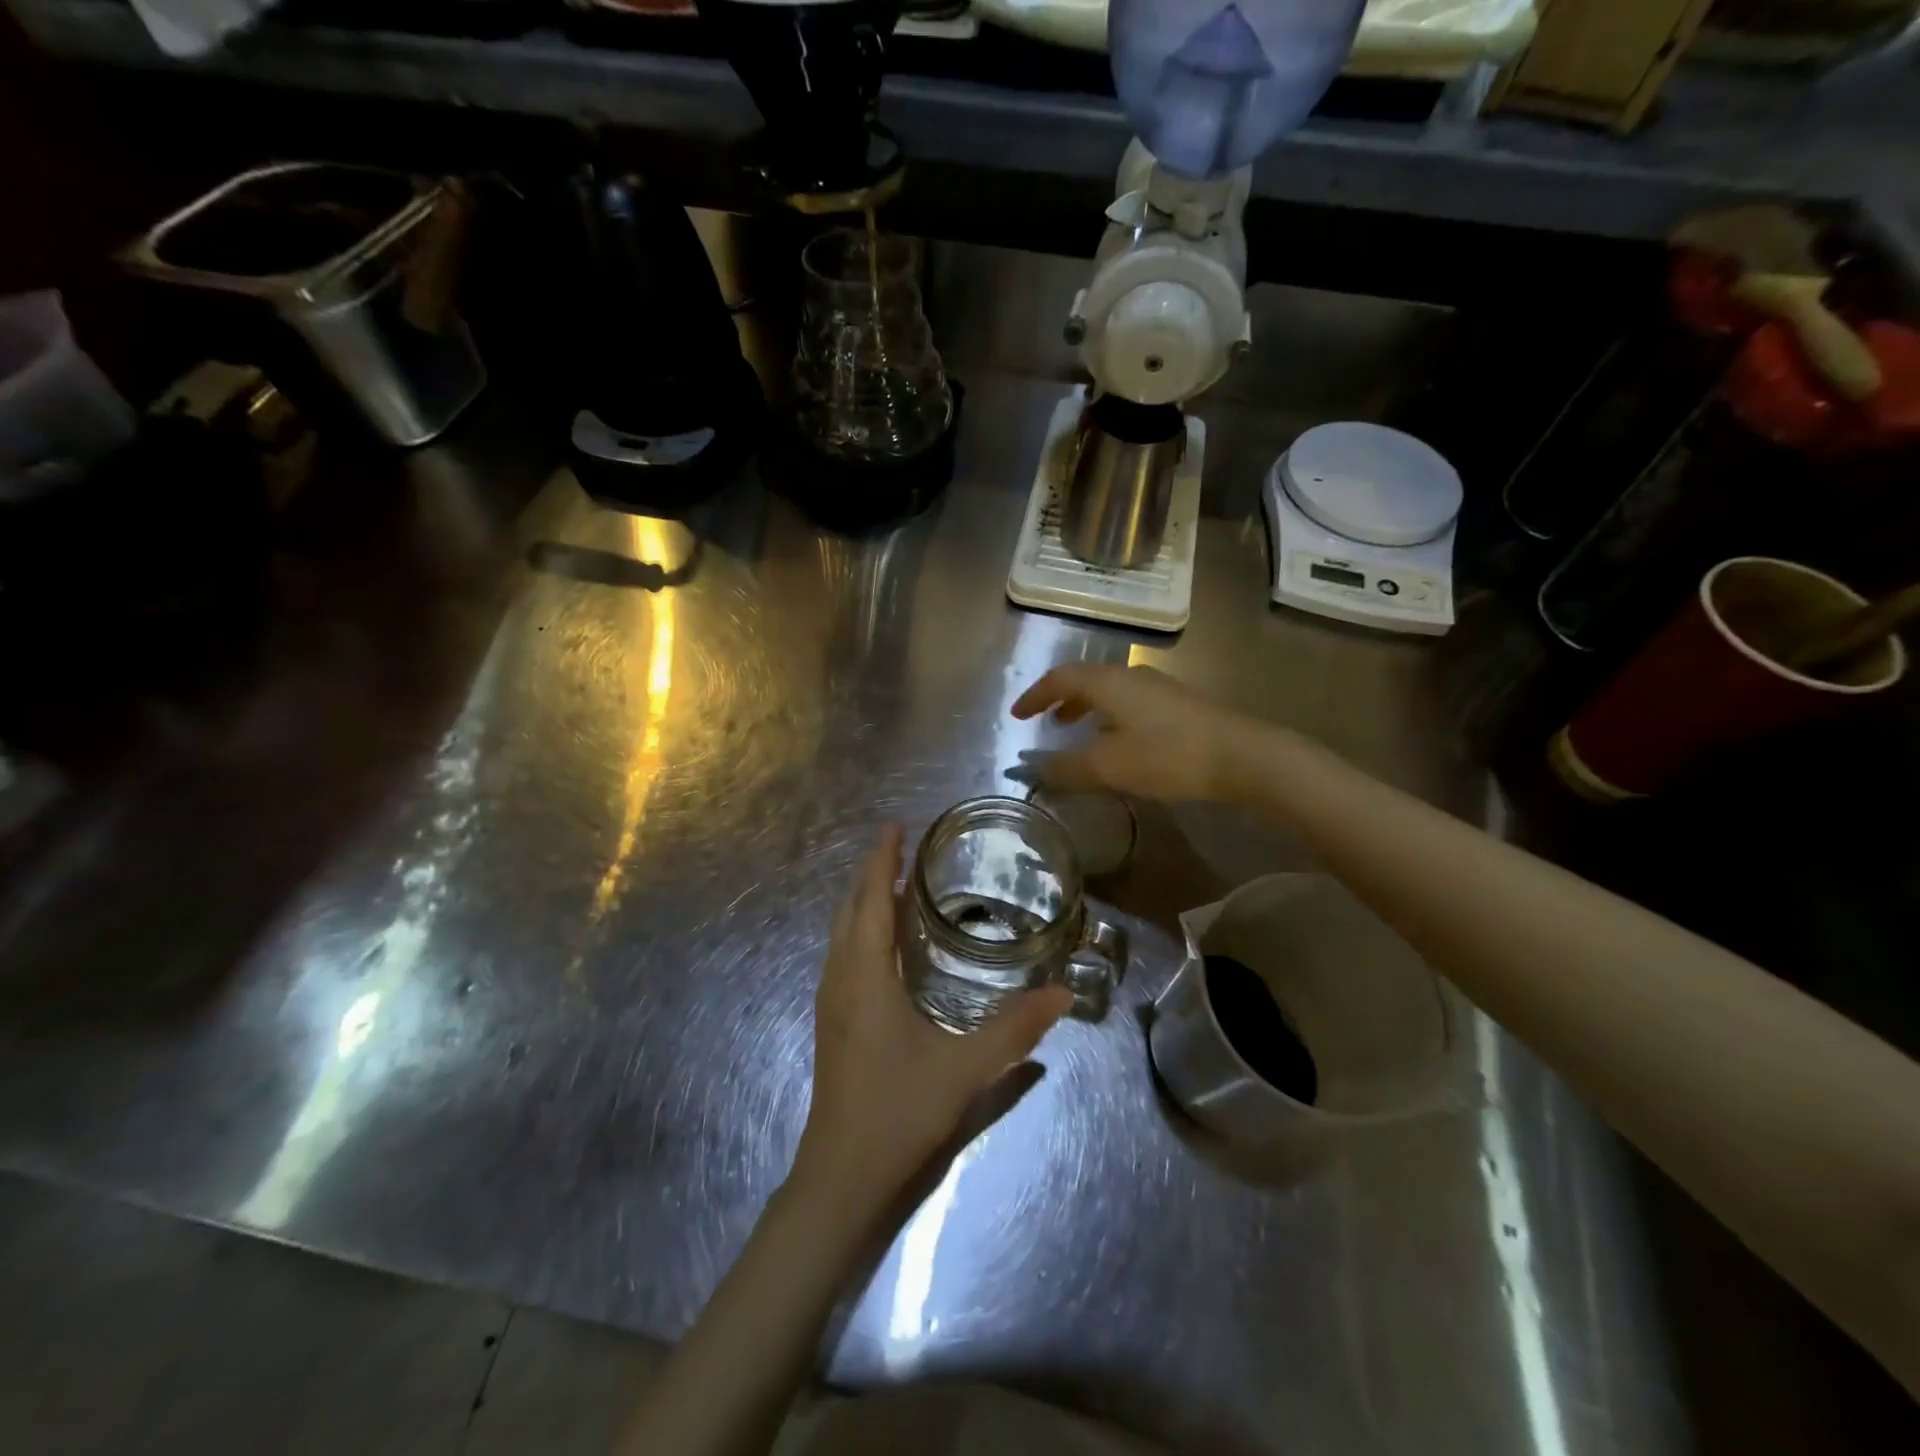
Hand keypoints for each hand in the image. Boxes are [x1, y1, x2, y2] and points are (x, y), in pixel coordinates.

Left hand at [793, 827, 1071, 1211]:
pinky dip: (862, 928)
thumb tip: (1063, 995)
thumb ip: (1015, 1031)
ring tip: (898, 883)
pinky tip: (886, 942)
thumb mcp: (964, 1069)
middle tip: (904, 847)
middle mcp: (840, 977)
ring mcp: (830, 1000)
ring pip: (842, 931)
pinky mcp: (832, 1020)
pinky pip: (844, 953)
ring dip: (865, 900)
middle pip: (850, 908)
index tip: (896, 826)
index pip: (872, 899)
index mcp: (865, 975)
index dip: (882, 860)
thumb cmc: (897, 1111)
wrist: (840, 1175)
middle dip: (873, 872)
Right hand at [1011, 664, 1252, 802]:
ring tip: (1075, 732)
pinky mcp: (1177, 705)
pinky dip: (1108, 717)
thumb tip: (1030, 769)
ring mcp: (1158, 688)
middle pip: (1085, 680)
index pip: (1060, 678)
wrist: (1241, 756)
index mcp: (1108, 682)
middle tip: (1044, 722)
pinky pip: (1128, 703)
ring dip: (1085, 709)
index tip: (1016, 715)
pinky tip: (1117, 742)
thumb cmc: (1167, 755)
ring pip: (1109, 691)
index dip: (1034, 695)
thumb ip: (1066, 767)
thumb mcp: (1109, 766)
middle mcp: (1131, 676)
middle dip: (1060, 700)